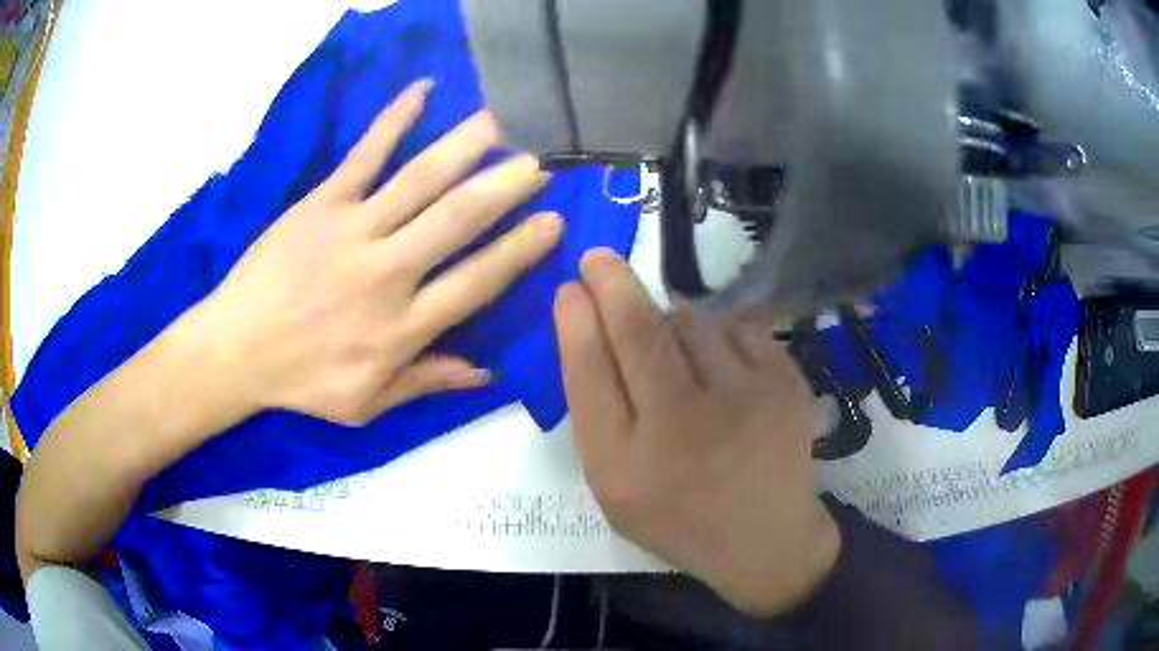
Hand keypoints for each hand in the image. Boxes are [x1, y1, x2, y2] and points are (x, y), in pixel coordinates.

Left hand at [203, 80, 562, 425]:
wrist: (235, 349)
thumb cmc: (301, 381)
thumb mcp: (365, 403)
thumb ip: (425, 382)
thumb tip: (486, 374)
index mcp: (401, 327)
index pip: (477, 282)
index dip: (519, 250)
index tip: (553, 221)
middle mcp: (387, 272)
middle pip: (458, 220)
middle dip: (505, 187)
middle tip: (539, 162)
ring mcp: (353, 230)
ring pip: (421, 179)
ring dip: (467, 146)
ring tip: (503, 121)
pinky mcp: (322, 203)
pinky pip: (365, 154)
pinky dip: (395, 119)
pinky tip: (424, 90)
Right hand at [555, 249, 839, 616]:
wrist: (765, 538)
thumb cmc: (678, 516)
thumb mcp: (616, 486)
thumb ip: (598, 414)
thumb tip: (593, 325)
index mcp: (628, 466)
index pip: (589, 373)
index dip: (575, 321)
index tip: (568, 288)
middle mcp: (684, 429)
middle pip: (639, 332)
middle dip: (611, 283)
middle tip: (597, 258)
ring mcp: (744, 402)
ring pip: (690, 321)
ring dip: (670, 318)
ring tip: (673, 346)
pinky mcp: (785, 384)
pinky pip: (736, 327)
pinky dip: (718, 331)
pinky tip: (718, 360)